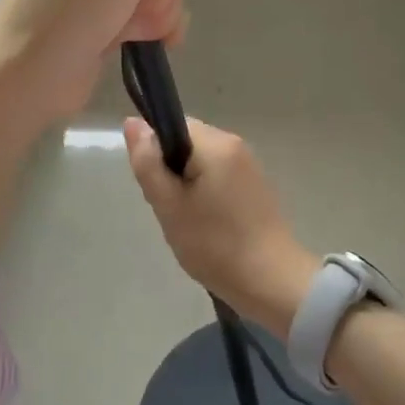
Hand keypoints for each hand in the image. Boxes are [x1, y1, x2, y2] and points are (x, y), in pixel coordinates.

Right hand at [124, 116, 316, 335]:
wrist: (271, 281)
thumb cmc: (214, 244)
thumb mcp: (169, 205)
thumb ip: (148, 162)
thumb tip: (132, 122)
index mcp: (215, 142)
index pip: (172, 125)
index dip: (155, 152)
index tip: (157, 188)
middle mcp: (234, 144)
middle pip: (187, 143)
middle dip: (171, 171)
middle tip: (170, 210)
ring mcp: (248, 165)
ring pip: (201, 162)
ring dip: (187, 185)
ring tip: (188, 222)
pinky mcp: (255, 186)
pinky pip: (218, 176)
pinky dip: (205, 194)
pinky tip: (207, 226)